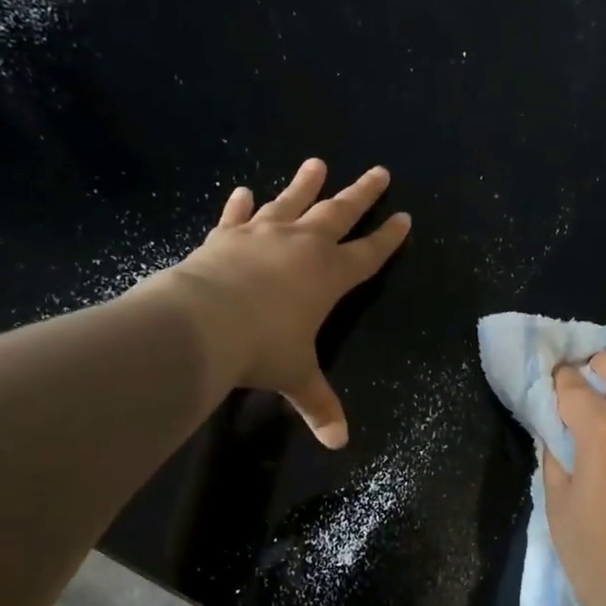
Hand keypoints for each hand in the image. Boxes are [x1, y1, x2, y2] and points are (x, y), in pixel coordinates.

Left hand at [143, 159, 410, 446]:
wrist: (201, 322)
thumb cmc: (262, 347)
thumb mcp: (296, 377)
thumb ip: (319, 404)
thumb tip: (339, 443)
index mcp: (330, 275)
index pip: (369, 253)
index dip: (389, 237)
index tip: (404, 217)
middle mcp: (302, 246)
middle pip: (339, 212)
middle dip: (362, 193)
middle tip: (379, 171)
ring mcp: (262, 235)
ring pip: (291, 202)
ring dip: (305, 184)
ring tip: (317, 163)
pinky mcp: (225, 236)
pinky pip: (237, 216)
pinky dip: (240, 204)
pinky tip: (243, 191)